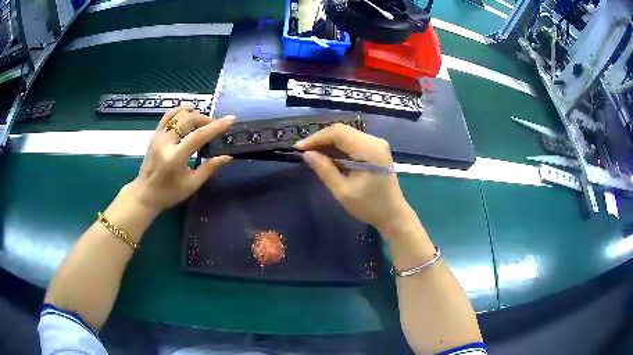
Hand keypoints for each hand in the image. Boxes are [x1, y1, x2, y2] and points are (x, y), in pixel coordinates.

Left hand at [126, 106, 233, 211]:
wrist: (145, 194)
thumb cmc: (169, 193)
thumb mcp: (191, 185)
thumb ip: (209, 168)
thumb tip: (227, 156)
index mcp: (175, 158)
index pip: (198, 136)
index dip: (216, 126)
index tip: (230, 119)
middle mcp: (165, 143)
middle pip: (189, 120)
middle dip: (206, 119)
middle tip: (216, 127)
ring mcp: (158, 137)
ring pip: (179, 115)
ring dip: (195, 115)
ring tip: (204, 122)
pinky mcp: (155, 135)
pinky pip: (168, 116)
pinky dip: (180, 110)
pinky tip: (189, 111)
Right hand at [295, 123, 413, 236]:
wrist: (393, 215)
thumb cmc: (369, 206)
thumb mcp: (342, 191)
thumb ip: (324, 169)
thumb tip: (306, 154)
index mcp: (369, 149)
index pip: (338, 133)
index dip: (316, 138)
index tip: (299, 149)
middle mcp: (374, 141)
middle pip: (342, 131)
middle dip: (321, 140)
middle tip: (303, 152)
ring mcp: (376, 144)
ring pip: (346, 135)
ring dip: (328, 143)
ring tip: (311, 154)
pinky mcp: (375, 149)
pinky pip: (353, 142)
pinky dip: (338, 147)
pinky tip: (327, 156)